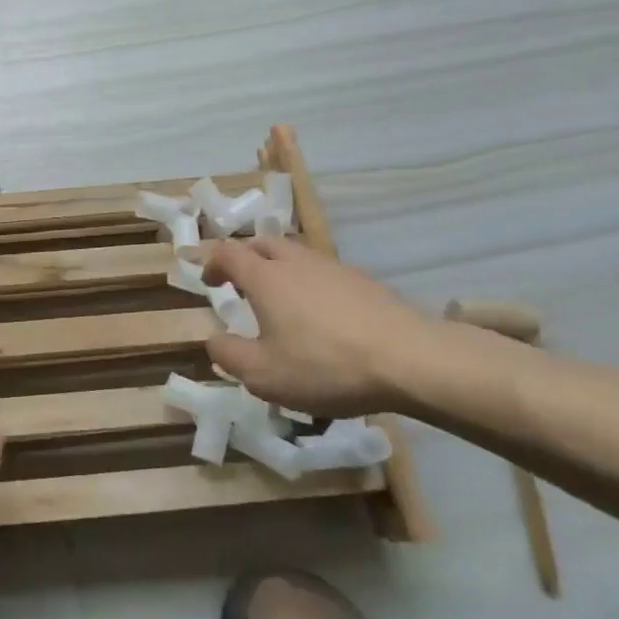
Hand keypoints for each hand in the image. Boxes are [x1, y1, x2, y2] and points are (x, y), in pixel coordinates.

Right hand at [199, 236, 438, 416]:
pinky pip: (323, 272)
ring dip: (279, 270)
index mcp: (265, 277)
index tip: (208, 281)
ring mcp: (332, 267)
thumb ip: (229, 355)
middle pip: (262, 243)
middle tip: (241, 284)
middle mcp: (295, 262)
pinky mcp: (364, 281)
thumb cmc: (326, 365)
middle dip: (245, 258)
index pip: (227, 252)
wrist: (411, 359)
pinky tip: (323, 318)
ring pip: (295, 255)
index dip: (212, 262)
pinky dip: (310, 285)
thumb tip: (213, 340)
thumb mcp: (264, 375)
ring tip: (282, 303)